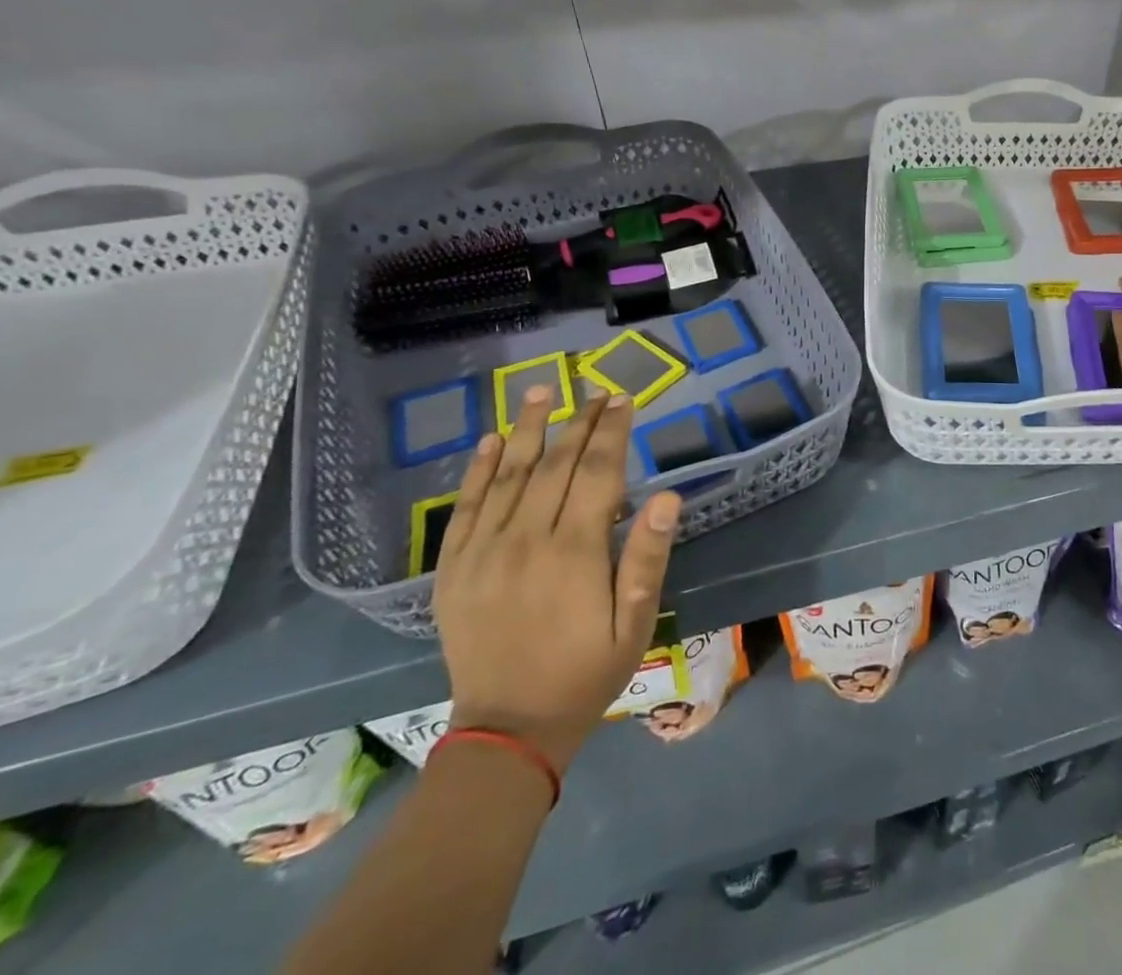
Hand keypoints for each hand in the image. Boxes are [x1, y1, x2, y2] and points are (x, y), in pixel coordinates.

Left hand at [434, 388, 681, 773]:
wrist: (508, 731)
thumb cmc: (587, 673)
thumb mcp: (635, 623)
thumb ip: (647, 557)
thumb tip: (668, 498)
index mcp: (573, 552)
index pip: (596, 473)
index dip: (612, 432)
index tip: (623, 399)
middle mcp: (525, 541)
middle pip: (554, 465)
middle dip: (579, 422)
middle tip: (597, 391)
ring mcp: (482, 553)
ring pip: (507, 475)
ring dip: (526, 429)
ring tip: (540, 391)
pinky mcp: (453, 570)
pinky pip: (464, 509)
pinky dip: (478, 471)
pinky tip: (491, 441)